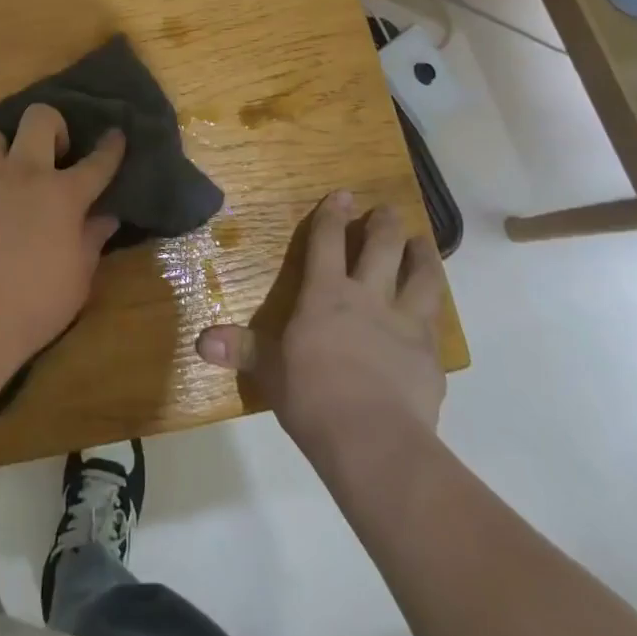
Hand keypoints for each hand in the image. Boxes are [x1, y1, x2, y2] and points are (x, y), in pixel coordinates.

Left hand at [0, 104, 125, 373]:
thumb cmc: (34, 303)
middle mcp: (24, 174)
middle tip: (54, 152)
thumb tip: (107, 217)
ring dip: (4, 148)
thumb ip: (92, 240)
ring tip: (8, 173)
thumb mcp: (78, 278)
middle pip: (39, 118)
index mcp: (63, 194)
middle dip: (52, 125)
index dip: (110, 147)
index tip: (116, 133)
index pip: (96, 162)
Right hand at [196, 190, 446, 471]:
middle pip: (382, 248)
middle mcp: (368, 297)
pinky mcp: (430, 355)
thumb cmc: (312, 397)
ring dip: (423, 256)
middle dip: (386, 224)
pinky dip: (435, 309)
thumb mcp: (269, 371)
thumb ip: (241, 350)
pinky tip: (435, 311)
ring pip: (422, 277)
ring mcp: (404, 323)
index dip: (333, 215)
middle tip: (389, 210)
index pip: (327, 241)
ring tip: (423, 243)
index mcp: (326, 294)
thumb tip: (201, 341)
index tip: (343, 194)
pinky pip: (436, 322)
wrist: (373, 440)